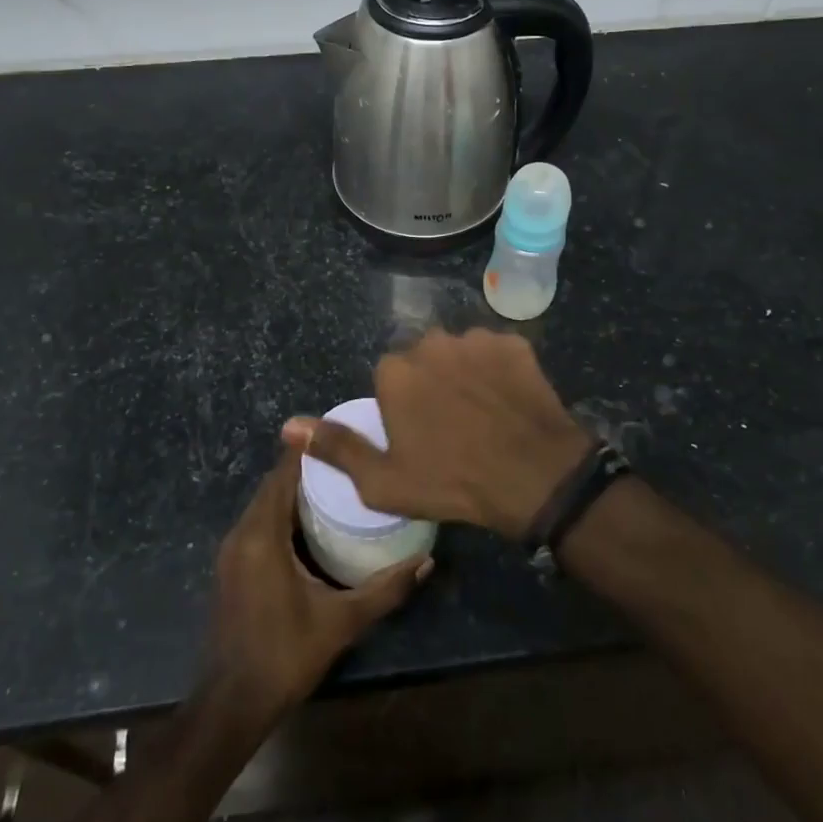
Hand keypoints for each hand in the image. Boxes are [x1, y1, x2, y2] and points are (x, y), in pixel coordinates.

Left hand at [206, 449, 430, 726]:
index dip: (309, 451)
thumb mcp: (342, 622)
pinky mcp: (232, 566)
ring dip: (294, 490)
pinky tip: (312, 522)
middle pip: (274, 484)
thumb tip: (427, 562)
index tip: (340, 433)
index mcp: (262, 535)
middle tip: (349, 459)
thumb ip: (385, 590)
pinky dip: (282, 512)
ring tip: (337, 484)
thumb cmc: (285, 655)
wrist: (231, 704)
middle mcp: (242, 533)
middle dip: (307, 468)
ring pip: (264, 504)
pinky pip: (258, 522)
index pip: (284, 474)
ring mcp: (232, 551)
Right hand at [282, 328, 594, 541]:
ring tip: (484, 413)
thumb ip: (335, 447)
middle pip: (423, 359)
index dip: (403, 408)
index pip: (389, 378)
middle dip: (432, 383)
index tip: (421, 435)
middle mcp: (431, 343)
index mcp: (395, 372)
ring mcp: (476, 339)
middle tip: (452, 424)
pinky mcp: (513, 342)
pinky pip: (496, 352)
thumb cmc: (452, 482)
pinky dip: (499, 370)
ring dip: (465, 374)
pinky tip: (509, 401)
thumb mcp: (383, 481)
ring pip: (460, 353)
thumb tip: (288, 425)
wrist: (534, 477)